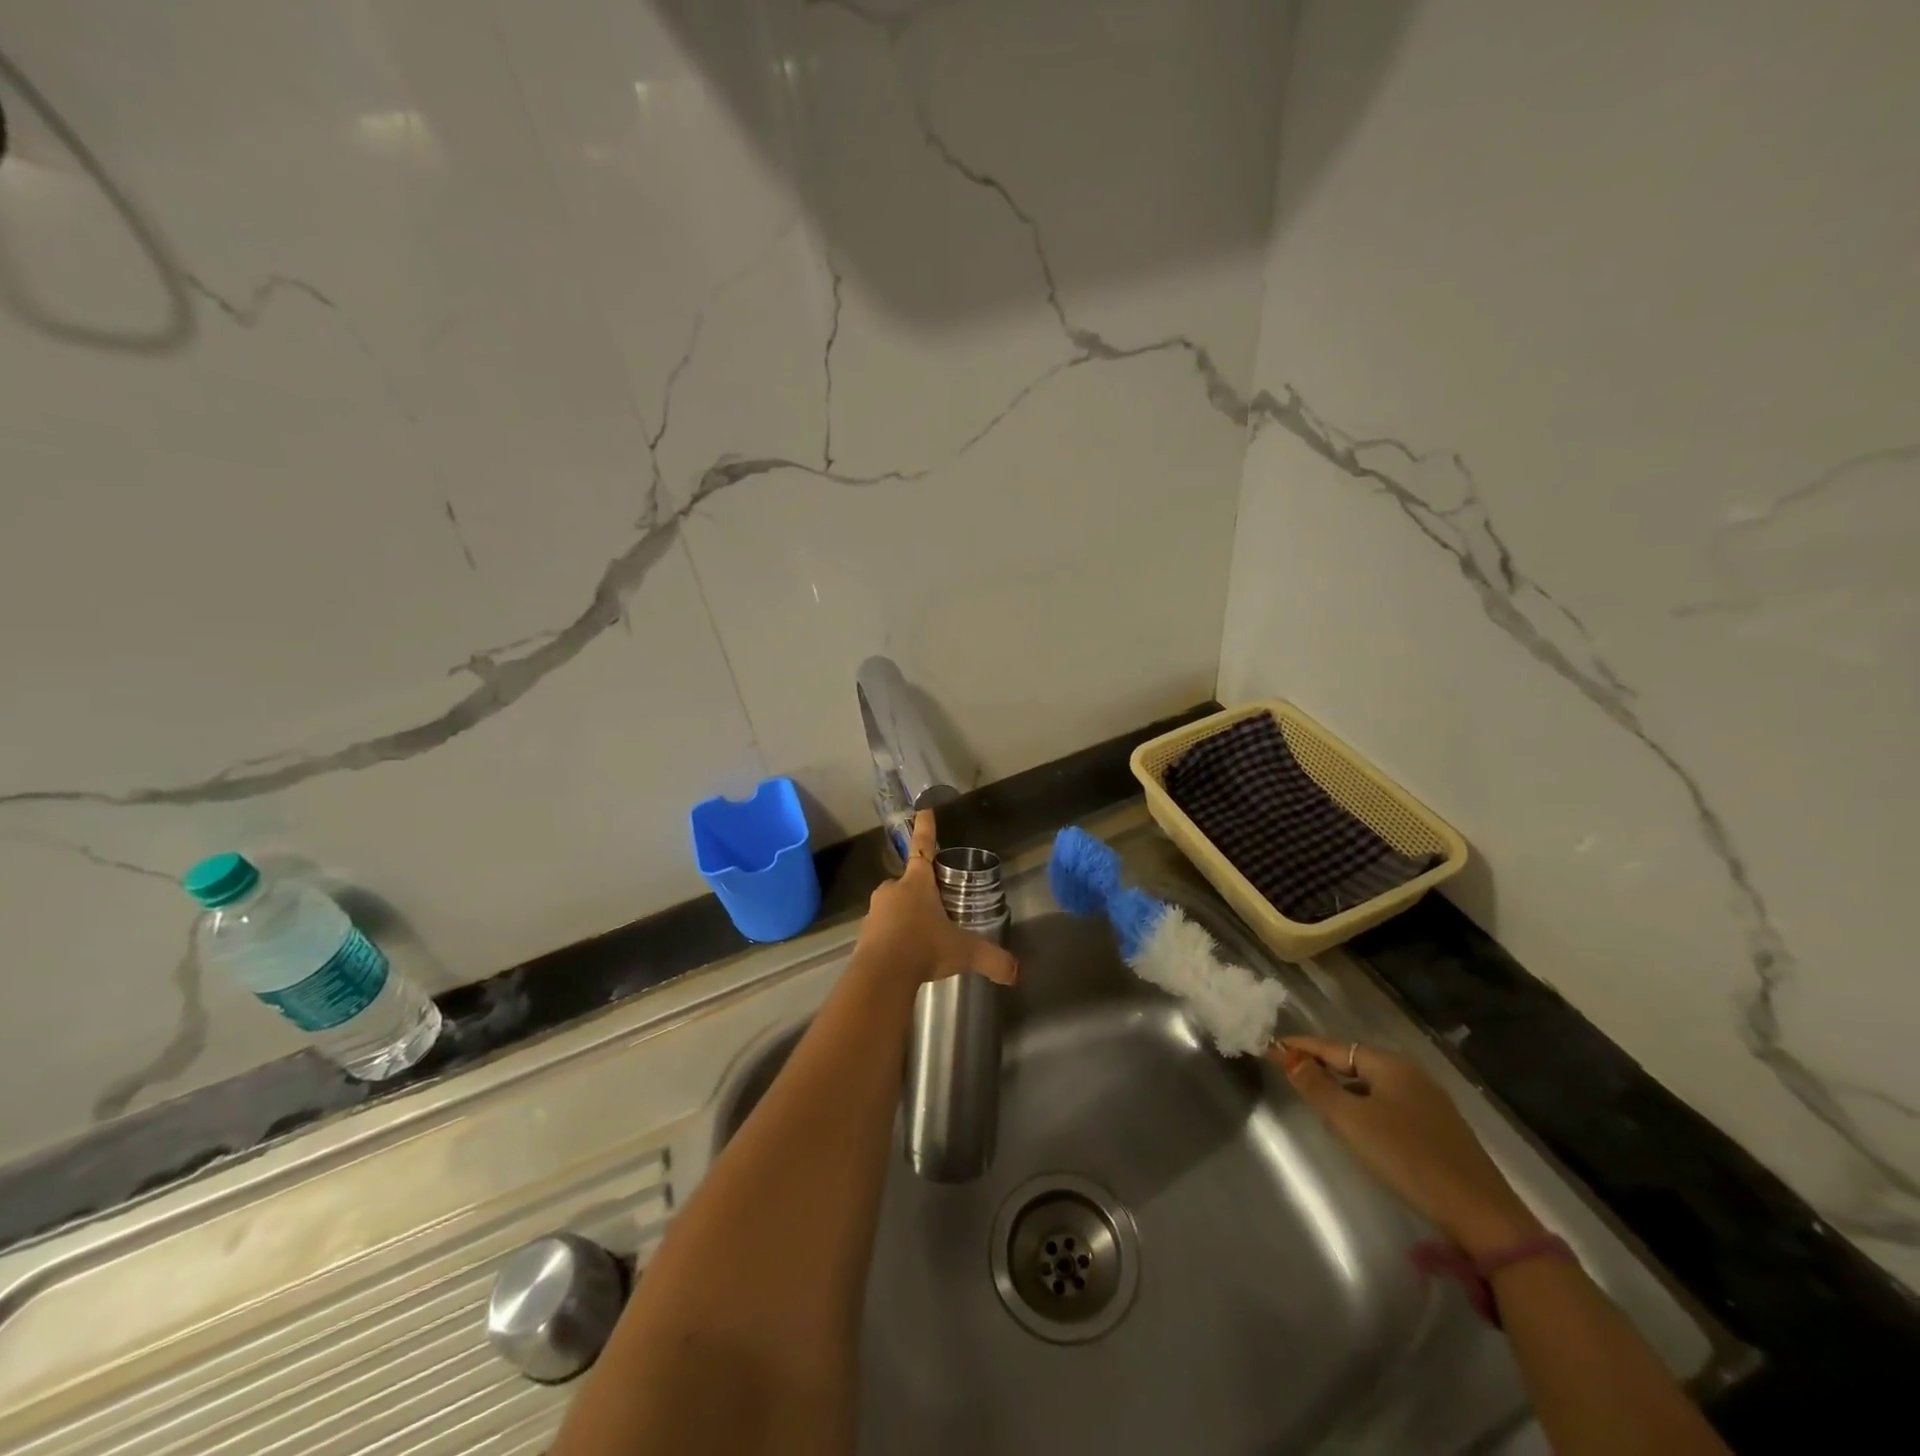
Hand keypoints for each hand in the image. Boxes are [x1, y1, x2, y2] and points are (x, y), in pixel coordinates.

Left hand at [854, 810, 1019, 989]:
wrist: (881, 975)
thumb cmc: (923, 948)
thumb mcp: (964, 952)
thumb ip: (991, 959)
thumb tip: (1016, 972)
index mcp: (917, 883)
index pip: (923, 847)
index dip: (925, 828)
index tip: (923, 808)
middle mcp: (893, 891)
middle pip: (908, 883)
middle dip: (921, 892)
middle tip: (937, 909)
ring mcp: (875, 912)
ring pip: (894, 907)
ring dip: (907, 917)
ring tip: (923, 940)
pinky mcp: (864, 935)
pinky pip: (883, 930)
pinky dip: (894, 938)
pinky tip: (906, 957)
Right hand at [1270, 1035, 1541, 1258]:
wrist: (1481, 1214)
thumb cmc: (1407, 1158)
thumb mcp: (1351, 1122)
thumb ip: (1317, 1087)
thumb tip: (1290, 1059)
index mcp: (1390, 1064)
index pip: (1333, 1046)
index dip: (1300, 1047)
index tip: (1270, 1046)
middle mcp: (1411, 1073)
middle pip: (1354, 1062)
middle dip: (1321, 1065)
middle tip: (1289, 1072)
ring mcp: (1429, 1101)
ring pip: (1372, 1084)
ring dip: (1342, 1087)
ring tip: (1317, 1098)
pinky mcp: (1439, 1128)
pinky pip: (1388, 1103)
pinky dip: (1364, 1105)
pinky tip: (1358, 1125)